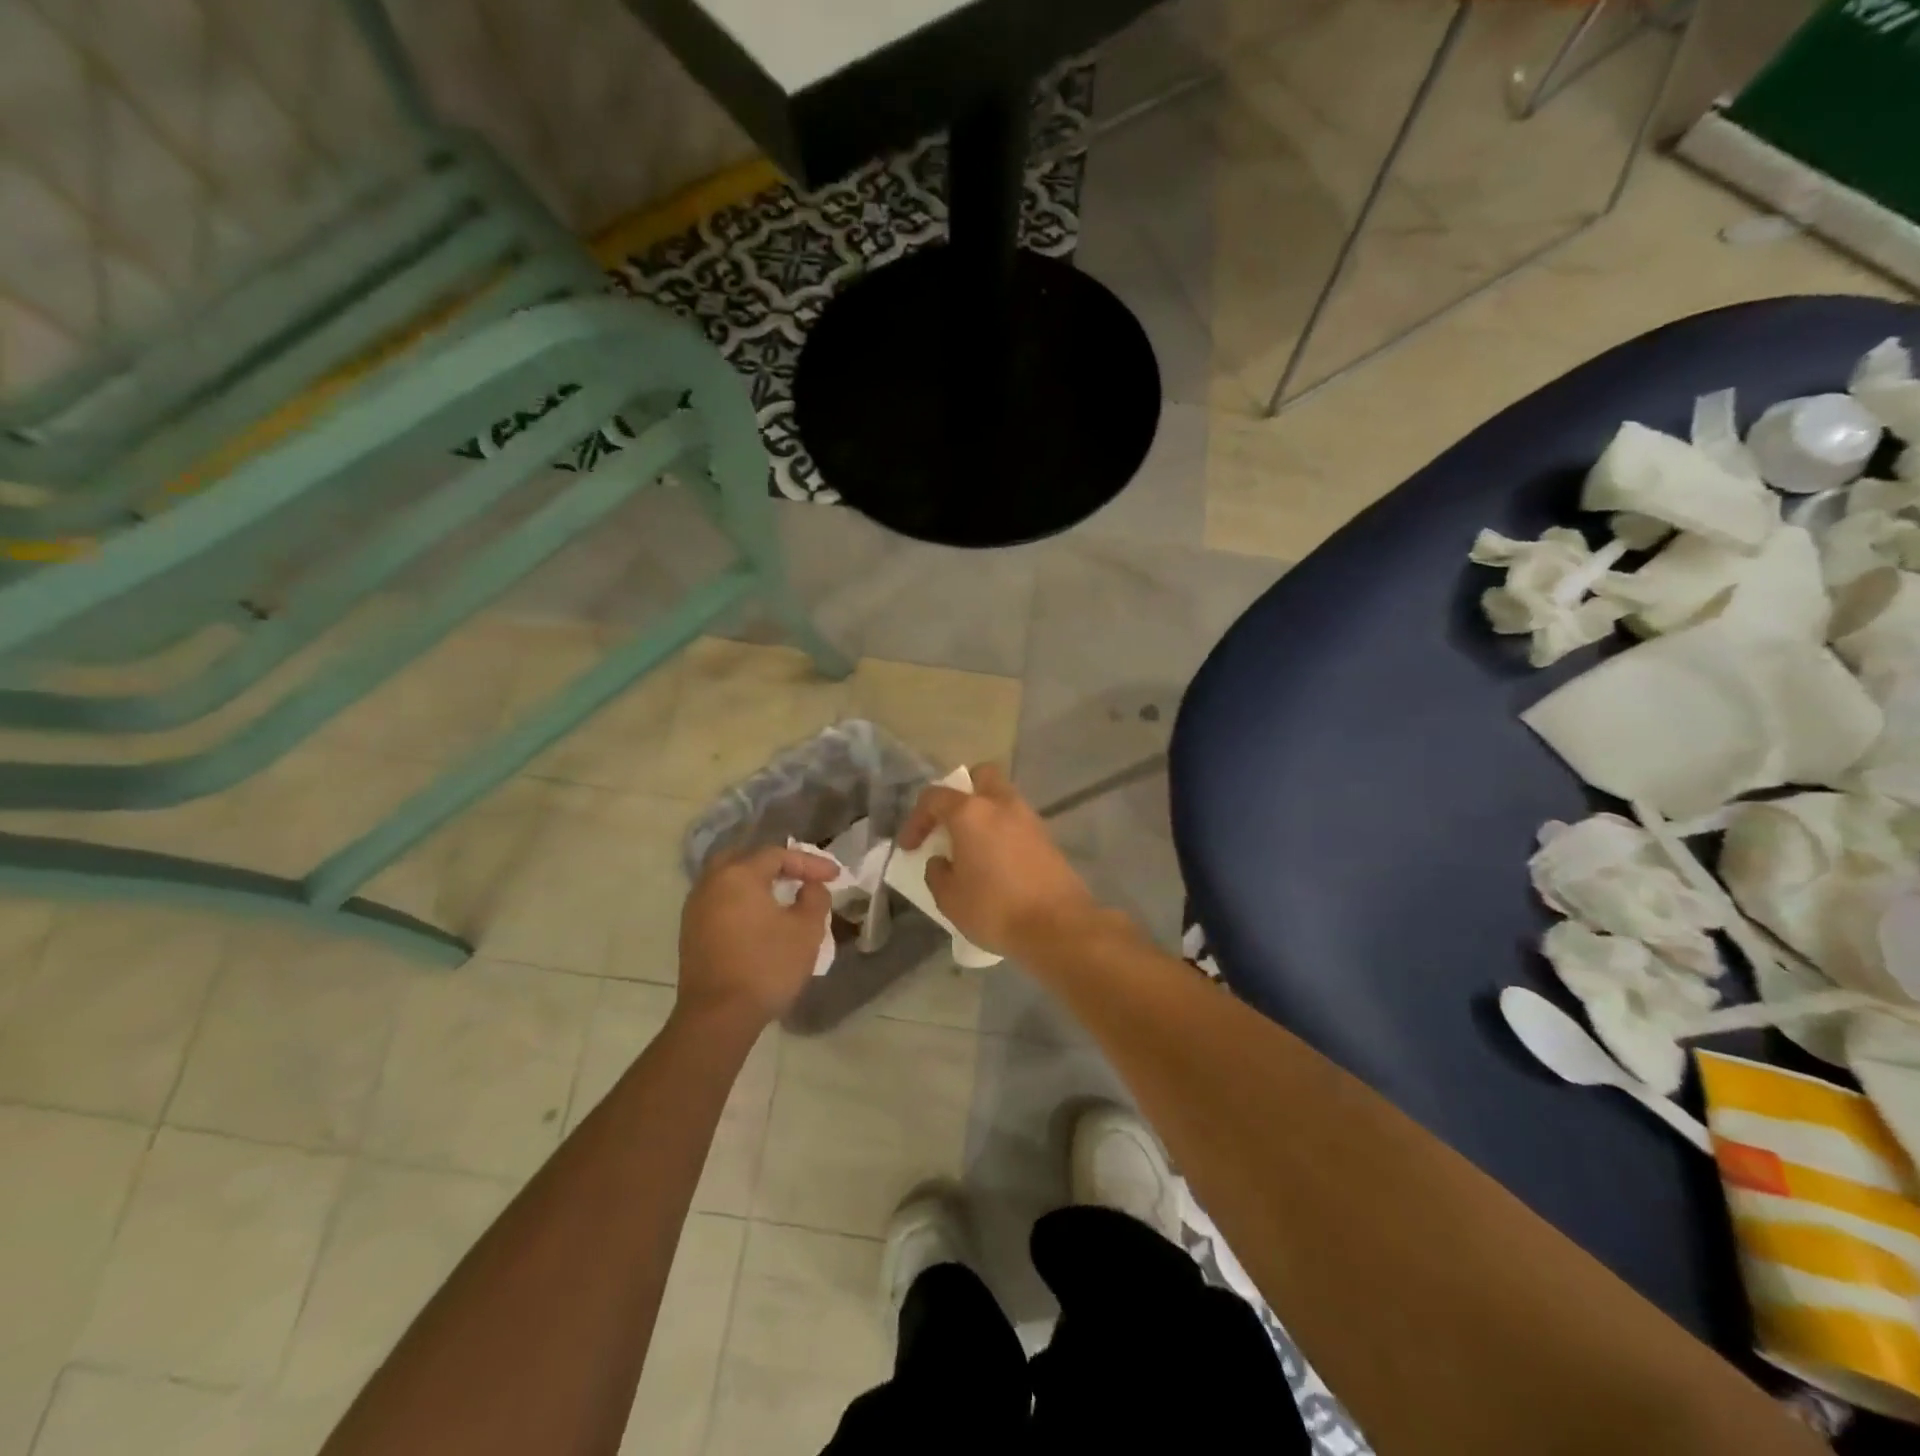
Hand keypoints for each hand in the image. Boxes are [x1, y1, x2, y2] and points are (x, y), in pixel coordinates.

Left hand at [677, 844, 839, 1029]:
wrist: (718, 1017)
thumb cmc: (766, 967)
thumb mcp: (807, 930)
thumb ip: (815, 898)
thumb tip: (810, 887)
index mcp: (738, 875)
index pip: (778, 855)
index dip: (810, 862)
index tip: (835, 876)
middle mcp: (711, 884)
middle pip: (745, 859)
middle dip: (776, 864)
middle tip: (800, 876)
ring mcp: (695, 909)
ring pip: (728, 880)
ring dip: (756, 883)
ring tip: (781, 896)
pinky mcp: (690, 933)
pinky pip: (719, 902)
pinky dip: (740, 901)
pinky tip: (758, 918)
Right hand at [897, 764, 1099, 957]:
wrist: (1058, 927)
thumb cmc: (995, 909)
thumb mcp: (949, 899)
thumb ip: (937, 873)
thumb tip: (942, 861)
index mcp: (971, 812)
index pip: (934, 797)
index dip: (916, 820)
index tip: (910, 848)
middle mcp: (1002, 804)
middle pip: (980, 777)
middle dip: (962, 794)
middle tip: (950, 825)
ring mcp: (1029, 819)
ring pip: (1002, 799)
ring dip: (985, 814)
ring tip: (973, 847)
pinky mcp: (1048, 838)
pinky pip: (1018, 823)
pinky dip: (1004, 832)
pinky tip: (997, 862)